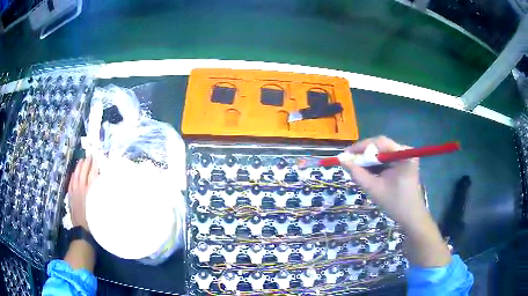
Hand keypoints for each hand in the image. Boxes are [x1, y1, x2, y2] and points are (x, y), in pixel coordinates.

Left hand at [68, 157, 97, 231]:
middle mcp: (81, 188)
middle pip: (84, 171)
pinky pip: (71, 182)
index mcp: (90, 190)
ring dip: (79, 167)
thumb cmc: (95, 220)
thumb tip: (104, 183)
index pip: (92, 173)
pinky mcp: (71, 196)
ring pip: (76, 175)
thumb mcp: (101, 207)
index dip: (94, 165)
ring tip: (81, 160)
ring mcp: (74, 191)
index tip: (97, 158)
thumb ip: (101, 193)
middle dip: (87, 163)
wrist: (83, 231)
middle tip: (90, 156)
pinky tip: (74, 173)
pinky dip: (73, 176)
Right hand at [341, 136, 450, 266]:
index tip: (345, 155)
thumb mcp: (374, 188)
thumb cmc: (395, 204)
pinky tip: (368, 173)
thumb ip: (357, 173)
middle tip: (349, 163)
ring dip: (369, 160)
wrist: (411, 217)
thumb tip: (341, 159)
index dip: (360, 147)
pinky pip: (385, 159)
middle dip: (364, 155)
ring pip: (381, 152)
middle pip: (380, 146)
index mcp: (403, 154)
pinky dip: (375, 165)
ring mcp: (405, 156)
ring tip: (357, 170)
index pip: (379, 142)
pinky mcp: (403, 162)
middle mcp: (405, 150)